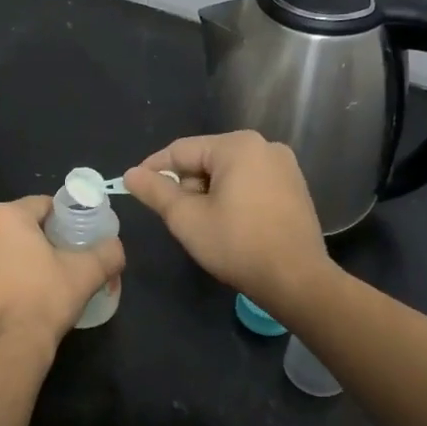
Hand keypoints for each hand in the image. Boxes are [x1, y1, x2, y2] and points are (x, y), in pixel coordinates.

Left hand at [0, 196, 124, 357]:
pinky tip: (9, 301)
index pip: (42, 206)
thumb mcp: (87, 273)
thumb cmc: (45, 301)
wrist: (4, 350)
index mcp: (6, 216)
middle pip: (15, 227)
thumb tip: (115, 246)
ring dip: (11, 259)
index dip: (62, 221)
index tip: (74, 241)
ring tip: (32, 286)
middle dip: (35, 241)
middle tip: (57, 265)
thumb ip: (108, 251)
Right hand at [122, 131, 333, 319]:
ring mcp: (284, 166)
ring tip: (202, 225)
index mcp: (237, 145)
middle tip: (175, 217)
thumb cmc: (237, 244)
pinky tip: (230, 226)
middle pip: (206, 159)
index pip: (181, 150)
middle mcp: (264, 146)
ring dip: (208, 194)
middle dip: (186, 185)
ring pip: (228, 173)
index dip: (154, 169)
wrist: (296, 280)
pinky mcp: (295, 187)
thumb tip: (130, 174)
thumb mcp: (186, 218)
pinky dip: (233, 198)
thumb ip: (156, 191)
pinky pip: (251, 183)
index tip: (134, 187)